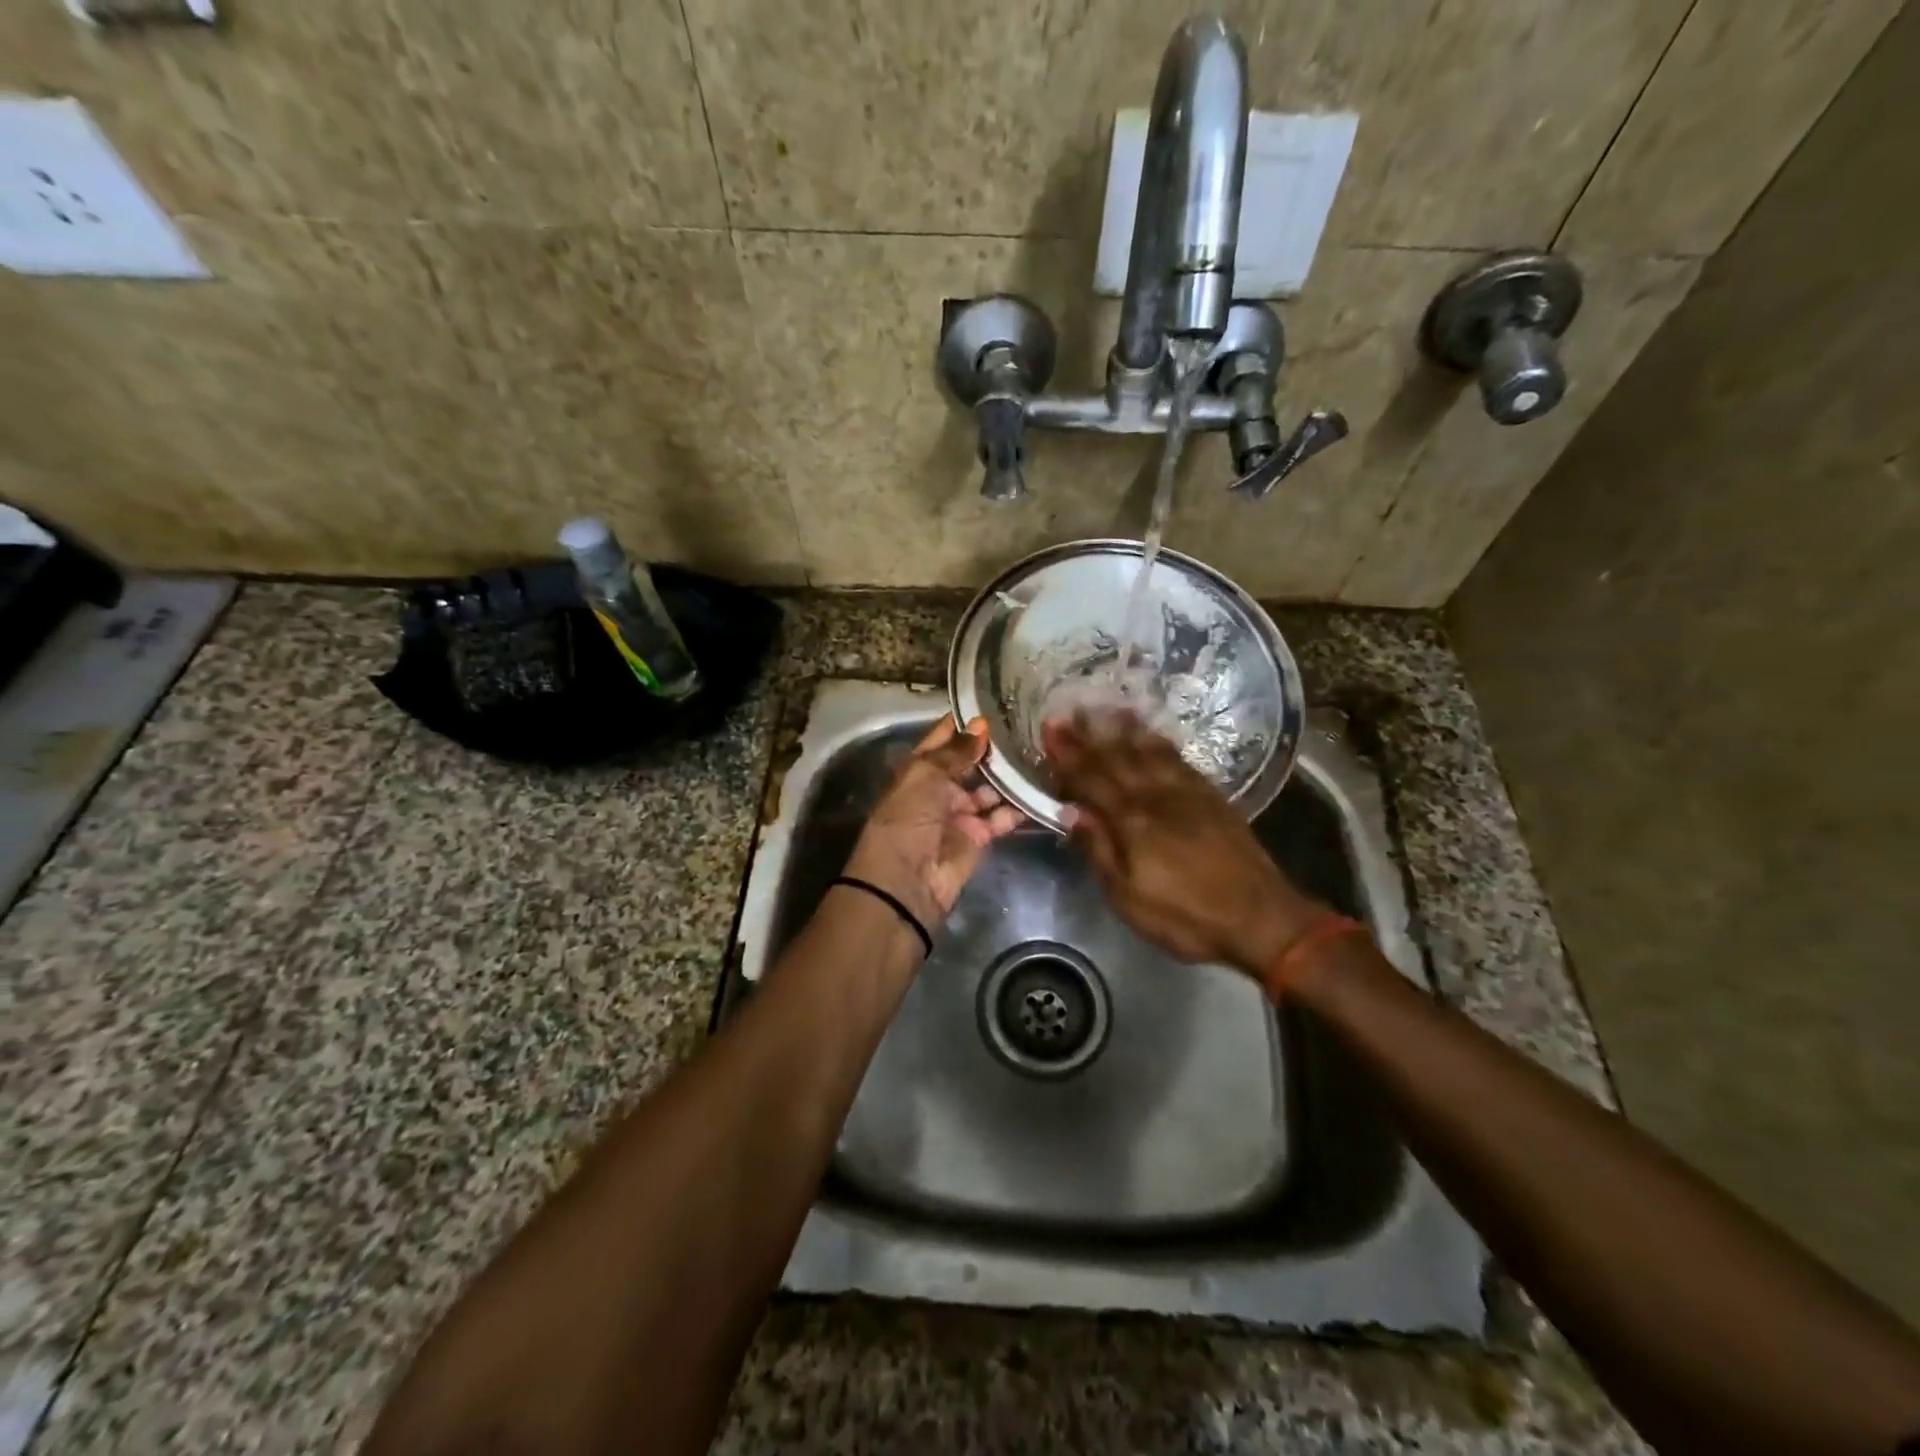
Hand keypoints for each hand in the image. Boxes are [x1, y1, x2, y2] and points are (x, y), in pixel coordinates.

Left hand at [843, 715, 1024, 931]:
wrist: (906, 883)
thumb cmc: (907, 820)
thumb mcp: (924, 776)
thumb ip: (955, 751)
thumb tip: (981, 726)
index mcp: (919, 771)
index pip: (944, 740)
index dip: (965, 724)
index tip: (995, 704)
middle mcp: (940, 790)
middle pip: (970, 765)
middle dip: (992, 750)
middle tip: (1028, 728)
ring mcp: (961, 814)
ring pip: (990, 790)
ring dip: (1009, 776)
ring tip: (1040, 754)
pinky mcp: (980, 838)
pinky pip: (1002, 817)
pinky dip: (1019, 807)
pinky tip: (1041, 788)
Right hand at [1043, 711, 1324, 974]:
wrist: (1260, 918)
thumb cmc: (1186, 916)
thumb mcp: (1128, 898)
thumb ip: (1098, 850)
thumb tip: (1069, 812)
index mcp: (1132, 821)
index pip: (1091, 780)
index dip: (1068, 756)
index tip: (1049, 732)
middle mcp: (1157, 796)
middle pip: (1116, 758)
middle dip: (1087, 735)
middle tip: (1066, 713)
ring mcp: (1188, 792)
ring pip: (1149, 751)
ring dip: (1122, 729)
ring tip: (1104, 708)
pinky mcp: (1212, 796)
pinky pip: (1178, 758)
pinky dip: (1159, 742)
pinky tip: (1151, 734)